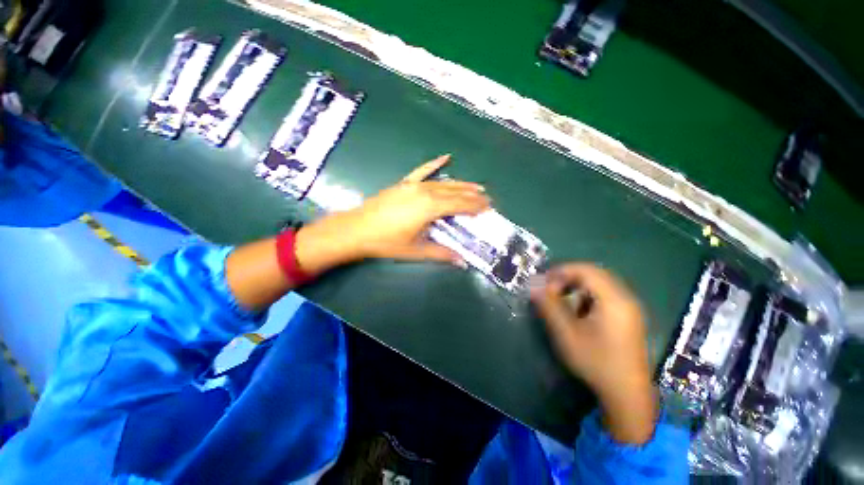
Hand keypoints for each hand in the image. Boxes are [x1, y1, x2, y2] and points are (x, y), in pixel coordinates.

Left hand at [296, 155, 489, 273]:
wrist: (357, 229)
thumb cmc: (387, 242)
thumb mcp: (416, 250)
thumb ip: (441, 254)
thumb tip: (462, 262)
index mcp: (430, 208)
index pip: (459, 205)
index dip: (474, 206)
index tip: (488, 207)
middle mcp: (425, 192)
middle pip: (454, 192)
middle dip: (472, 195)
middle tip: (486, 197)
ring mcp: (413, 185)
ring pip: (443, 182)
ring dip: (461, 184)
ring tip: (476, 186)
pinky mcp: (404, 183)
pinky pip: (422, 171)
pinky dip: (435, 164)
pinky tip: (446, 157)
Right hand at [531, 264, 656, 443]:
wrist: (627, 394)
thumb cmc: (595, 362)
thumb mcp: (566, 334)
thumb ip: (549, 306)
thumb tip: (533, 286)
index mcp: (614, 300)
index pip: (586, 270)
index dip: (562, 271)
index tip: (543, 281)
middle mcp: (625, 298)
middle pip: (594, 274)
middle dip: (568, 278)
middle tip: (550, 289)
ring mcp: (629, 308)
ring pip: (599, 284)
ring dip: (577, 286)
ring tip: (561, 300)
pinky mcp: (628, 317)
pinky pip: (605, 295)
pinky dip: (587, 296)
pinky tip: (578, 311)